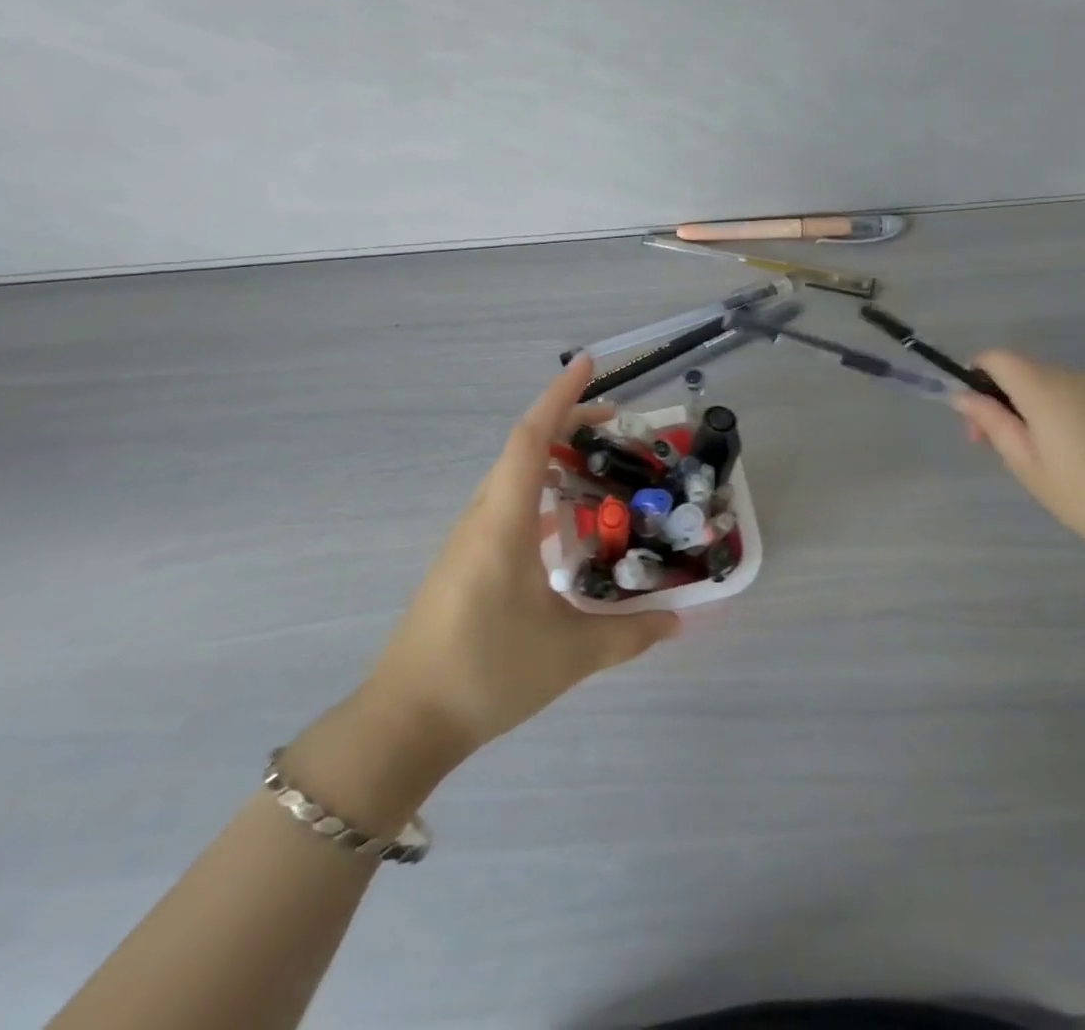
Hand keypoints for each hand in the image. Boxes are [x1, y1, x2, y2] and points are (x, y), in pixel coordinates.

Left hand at [357, 356, 680, 761]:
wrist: (406, 720)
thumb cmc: (486, 673)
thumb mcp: (569, 654)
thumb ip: (629, 634)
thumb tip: (679, 621)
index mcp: (503, 522)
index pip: (531, 438)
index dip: (560, 397)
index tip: (587, 364)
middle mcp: (482, 518)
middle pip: (522, 449)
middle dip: (566, 424)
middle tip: (615, 425)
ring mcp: (468, 540)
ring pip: (512, 478)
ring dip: (551, 461)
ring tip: (597, 468)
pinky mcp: (463, 562)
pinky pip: (506, 508)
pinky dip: (539, 496)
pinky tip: (565, 527)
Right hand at [950, 350, 1084, 569]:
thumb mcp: (1028, 465)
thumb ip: (993, 424)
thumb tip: (963, 396)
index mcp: (1043, 388)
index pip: (996, 358)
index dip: (976, 377)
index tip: (976, 419)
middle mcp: (1073, 378)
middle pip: (1023, 371)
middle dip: (1001, 400)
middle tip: (998, 449)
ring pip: (1051, 387)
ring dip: (1032, 410)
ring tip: (1041, 462)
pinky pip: (1078, 400)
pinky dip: (1061, 417)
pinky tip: (1075, 460)